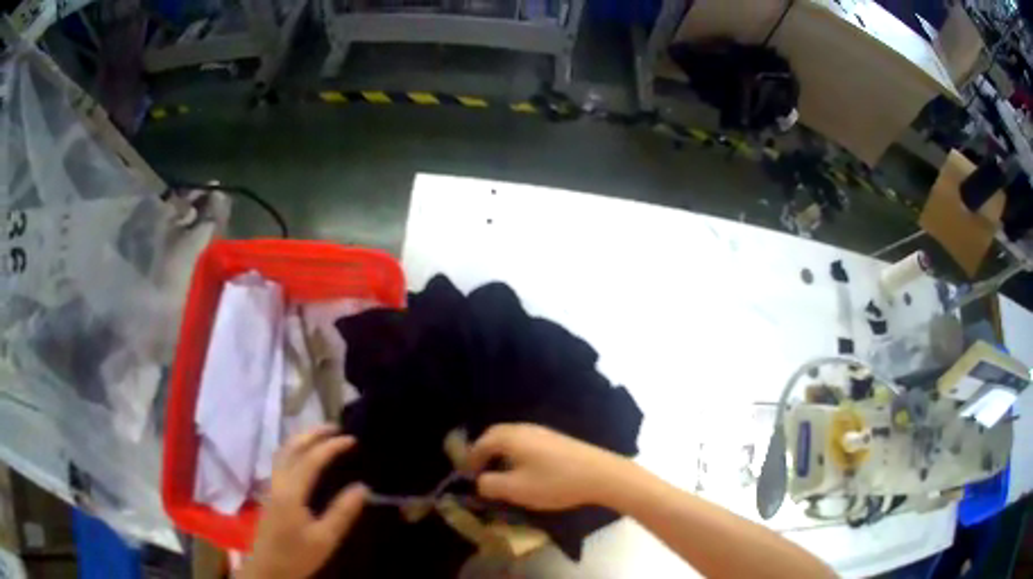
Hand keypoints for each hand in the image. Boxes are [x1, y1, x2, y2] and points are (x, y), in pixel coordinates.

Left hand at [242, 425, 366, 578]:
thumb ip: (342, 513)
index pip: (311, 459)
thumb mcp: (325, 539)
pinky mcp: (270, 492)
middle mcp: (278, 482)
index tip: (352, 439)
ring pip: (283, 452)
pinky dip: (295, 449)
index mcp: (291, 492)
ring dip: (302, 438)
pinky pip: (281, 460)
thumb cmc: (297, 556)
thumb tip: (363, 487)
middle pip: (291, 447)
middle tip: (336, 427)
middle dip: (313, 433)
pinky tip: (304, 455)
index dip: (331, 446)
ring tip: (322, 435)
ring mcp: (271, 486)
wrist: (268, 569)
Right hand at [468, 423, 625, 510]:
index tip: (468, 476)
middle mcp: (524, 429)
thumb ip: (490, 485)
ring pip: (512, 439)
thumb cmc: (555, 482)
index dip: (470, 459)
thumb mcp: (516, 489)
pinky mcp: (557, 440)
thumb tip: (480, 480)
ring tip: (501, 474)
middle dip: (484, 453)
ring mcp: (543, 432)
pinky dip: (517, 454)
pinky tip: (526, 471)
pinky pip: (527, 443)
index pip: (481, 443)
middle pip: (496, 435)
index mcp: (511, 437)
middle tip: (481, 472)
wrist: (601, 474)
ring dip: (501, 454)